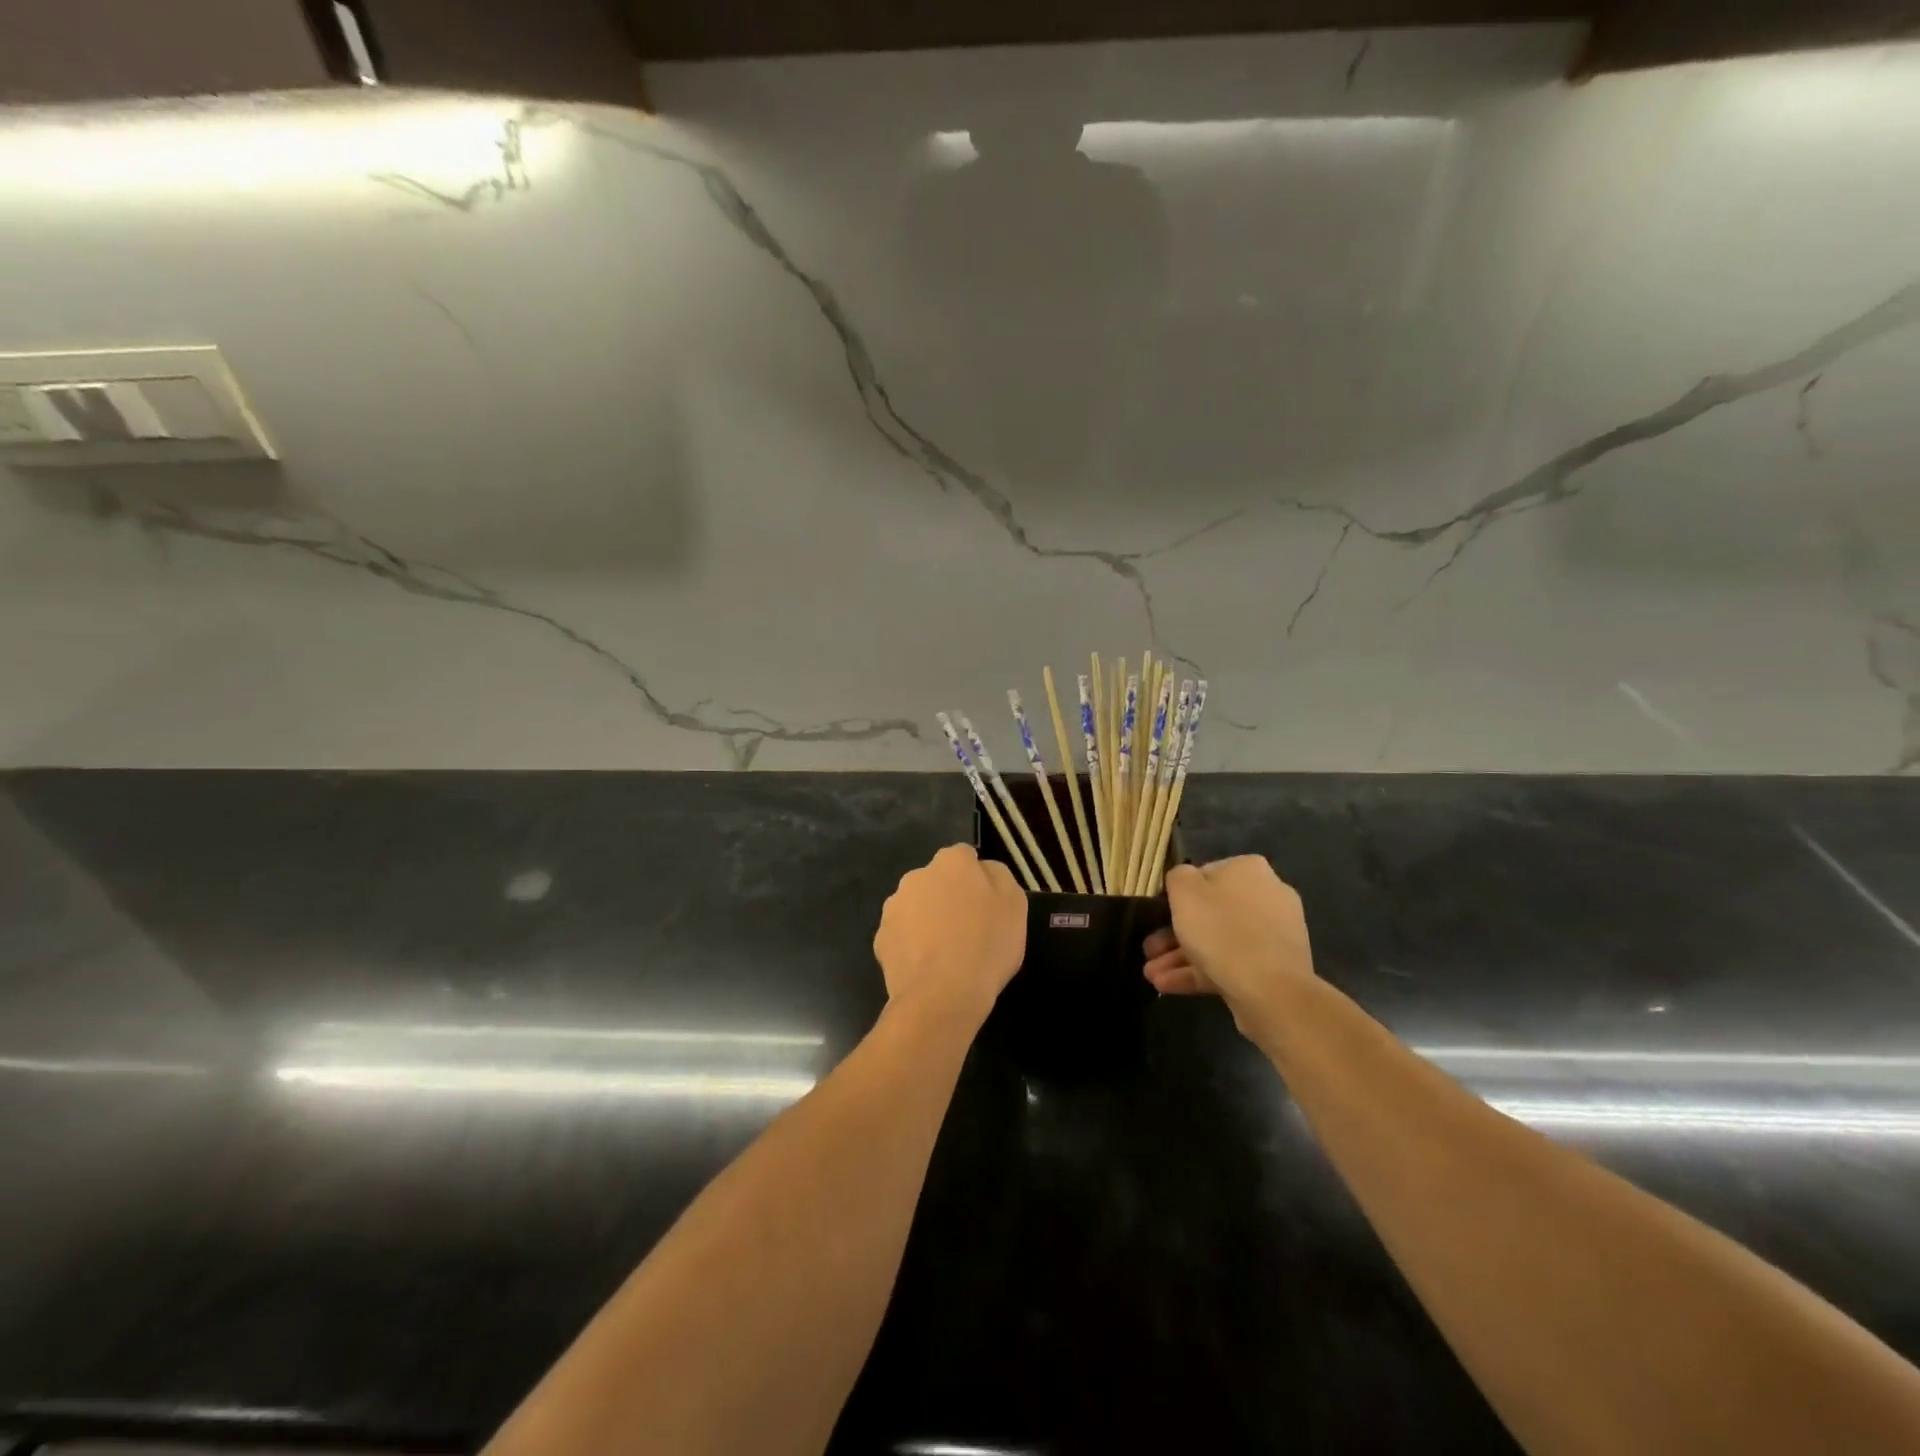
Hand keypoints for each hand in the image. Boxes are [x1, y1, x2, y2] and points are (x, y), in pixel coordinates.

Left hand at [874, 844, 1026, 1028]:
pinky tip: (926, 967)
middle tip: (966, 928)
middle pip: (936, 881)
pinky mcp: (881, 938)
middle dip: (947, 897)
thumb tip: (983, 869)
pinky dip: (911, 945)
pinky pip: (901, 935)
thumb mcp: (1015, 905)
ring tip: (944, 952)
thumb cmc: (987, 945)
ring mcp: (894, 906)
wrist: (943, 994)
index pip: (965, 857)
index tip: (986, 904)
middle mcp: (917, 875)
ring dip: (927, 919)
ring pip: (915, 907)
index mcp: (952, 862)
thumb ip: (999, 877)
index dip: (976, 879)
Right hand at [1143, 856, 1315, 1026]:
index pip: (1204, 874)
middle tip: (1150, 949)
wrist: (1272, 991)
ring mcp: (1272, 935)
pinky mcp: (1273, 968)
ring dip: (1180, 956)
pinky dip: (1199, 972)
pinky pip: (1230, 963)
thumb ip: (1178, 877)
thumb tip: (1184, 882)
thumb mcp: (1184, 892)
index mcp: (1248, 869)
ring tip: (1151, 974)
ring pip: (1217, 941)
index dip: (1177, 895)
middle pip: (1210, 912)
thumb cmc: (1222, 930)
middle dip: (1174, 933)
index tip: (1158, 915)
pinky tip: (1167, 985)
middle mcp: (1266, 896)